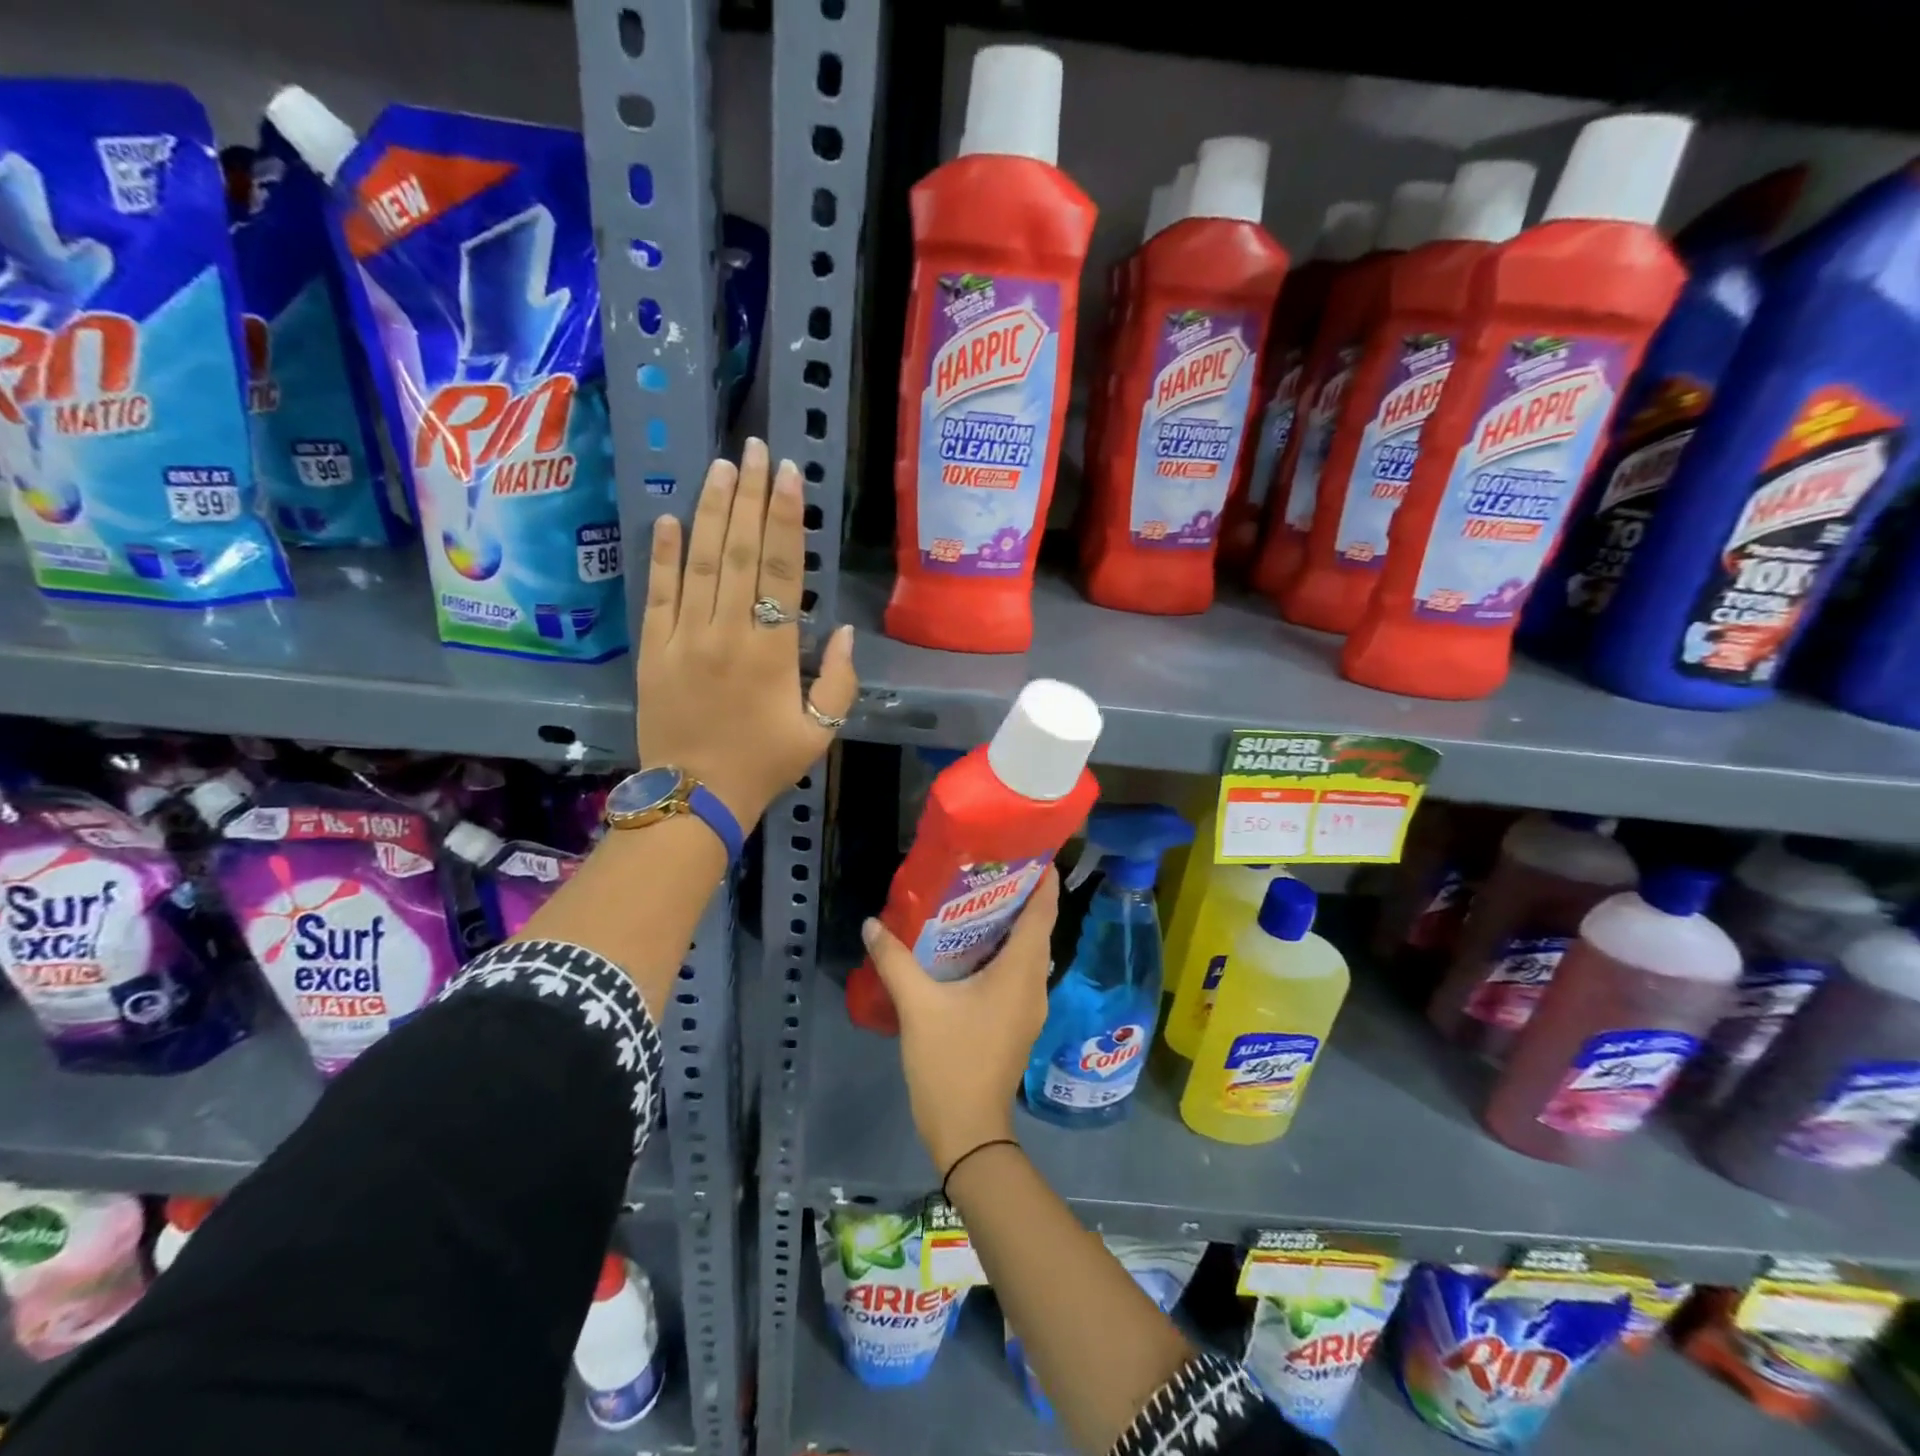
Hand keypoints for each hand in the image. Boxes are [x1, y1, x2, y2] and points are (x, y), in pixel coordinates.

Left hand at [637, 440, 856, 823]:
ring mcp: (683, 638)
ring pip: (698, 562)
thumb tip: (841, 631)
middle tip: (755, 449)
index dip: (784, 518)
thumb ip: (839, 681)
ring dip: (709, 511)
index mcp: (771, 651)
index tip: (788, 475)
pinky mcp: (652, 650)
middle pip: (738, 551)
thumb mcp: (820, 731)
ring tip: (721, 466)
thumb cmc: (764, 764)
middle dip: (748, 495)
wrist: (694, 797)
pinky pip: (657, 594)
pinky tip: (669, 518)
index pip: (779, 569)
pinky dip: (662, 555)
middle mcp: (726, 632)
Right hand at [861, 870, 1058, 1175]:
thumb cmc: (950, 1062)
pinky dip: (1002, 951)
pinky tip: (969, 947)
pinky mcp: (1017, 1020)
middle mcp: (1034, 983)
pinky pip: (1017, 972)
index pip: (1043, 912)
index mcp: (1021, 972)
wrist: (968, 1131)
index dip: (1042, 879)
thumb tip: (872, 924)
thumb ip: (895, 961)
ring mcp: (1029, 1005)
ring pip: (1027, 951)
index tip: (1028, 848)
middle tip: (988, 866)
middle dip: (1019, 896)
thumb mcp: (918, 1007)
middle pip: (1037, 928)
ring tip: (976, 897)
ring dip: (1009, 925)